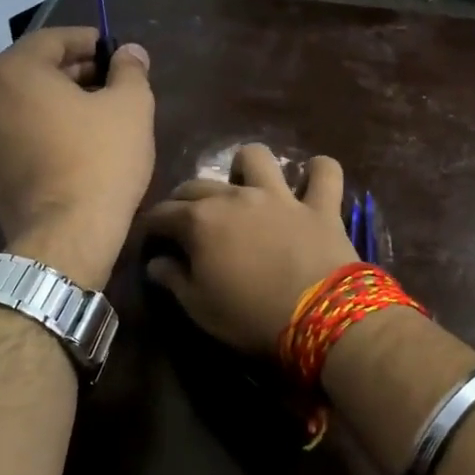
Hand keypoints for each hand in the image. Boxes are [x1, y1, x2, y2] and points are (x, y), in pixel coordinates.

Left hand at [0, 27, 153, 290]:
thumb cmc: (100, 161)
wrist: (64, 236)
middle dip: (77, 70)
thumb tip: (130, 52)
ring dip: (61, 99)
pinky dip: (45, 125)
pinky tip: (78, 140)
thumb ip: (130, 70)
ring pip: (26, 100)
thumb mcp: (130, 107)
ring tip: (101, 112)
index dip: (91, 41)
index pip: (54, 39)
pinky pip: (19, 128)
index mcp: (14, 70)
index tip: (117, 54)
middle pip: (36, 68)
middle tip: (114, 82)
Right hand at [142, 144, 361, 354]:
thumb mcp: (199, 307)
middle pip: (198, 185)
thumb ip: (173, 279)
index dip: (151, 226)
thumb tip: (156, 262)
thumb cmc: (250, 316)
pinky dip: (318, 172)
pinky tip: (312, 181)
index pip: (162, 214)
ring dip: (247, 167)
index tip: (149, 238)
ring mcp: (280, 196)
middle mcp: (236, 197)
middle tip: (185, 220)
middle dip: (183, 199)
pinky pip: (325, 173)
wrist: (320, 317)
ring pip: (257, 158)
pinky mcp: (320, 205)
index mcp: (200, 221)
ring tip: (246, 186)